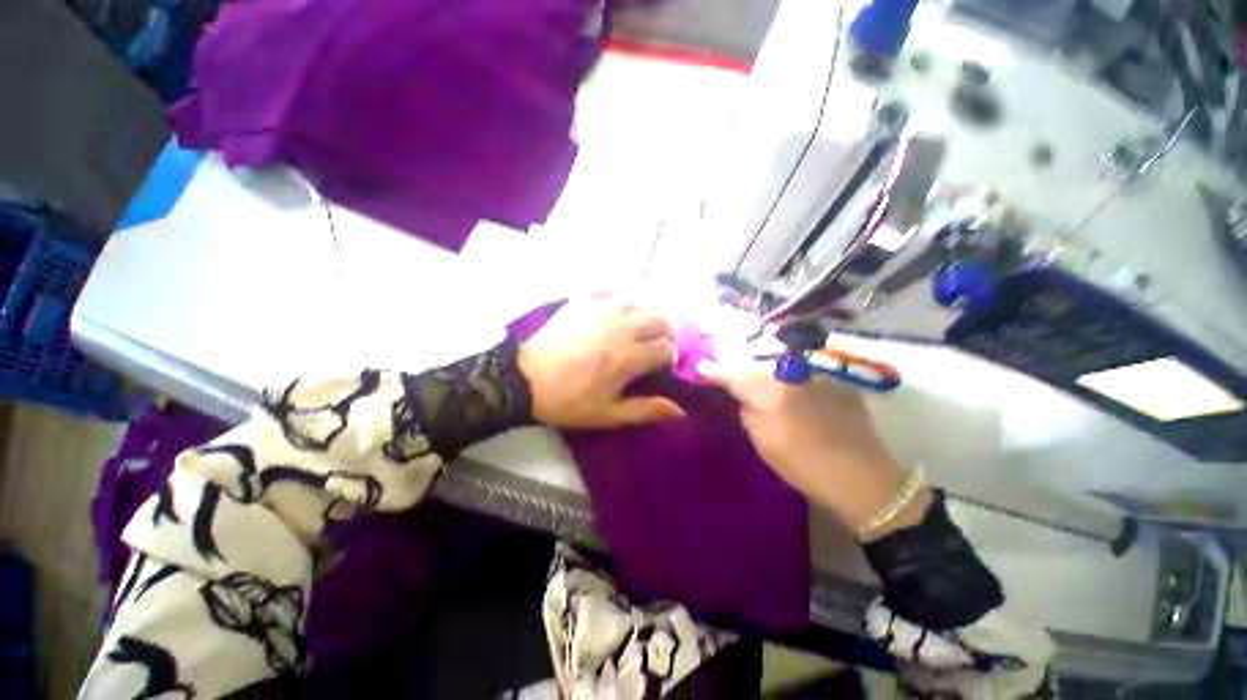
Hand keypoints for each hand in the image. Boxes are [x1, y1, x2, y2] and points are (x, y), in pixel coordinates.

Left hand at [518, 293, 685, 428]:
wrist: (525, 379)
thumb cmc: (568, 400)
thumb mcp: (607, 414)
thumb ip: (645, 410)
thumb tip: (680, 411)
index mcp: (628, 358)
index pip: (666, 348)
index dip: (671, 356)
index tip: (664, 364)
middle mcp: (621, 328)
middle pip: (659, 317)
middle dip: (668, 329)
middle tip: (661, 340)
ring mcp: (601, 311)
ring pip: (639, 299)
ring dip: (650, 310)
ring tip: (645, 321)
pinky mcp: (583, 301)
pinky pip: (610, 288)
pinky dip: (622, 294)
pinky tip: (621, 306)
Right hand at [697, 356, 929, 539]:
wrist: (864, 479)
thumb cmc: (805, 464)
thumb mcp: (763, 442)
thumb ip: (746, 412)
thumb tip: (742, 398)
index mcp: (771, 390)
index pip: (734, 375)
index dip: (715, 371)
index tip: (701, 367)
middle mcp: (793, 373)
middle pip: (757, 367)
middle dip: (742, 373)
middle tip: (730, 380)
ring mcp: (818, 375)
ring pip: (781, 370)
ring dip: (768, 377)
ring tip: (760, 387)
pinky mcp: (837, 382)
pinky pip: (804, 376)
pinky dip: (792, 383)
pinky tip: (794, 397)